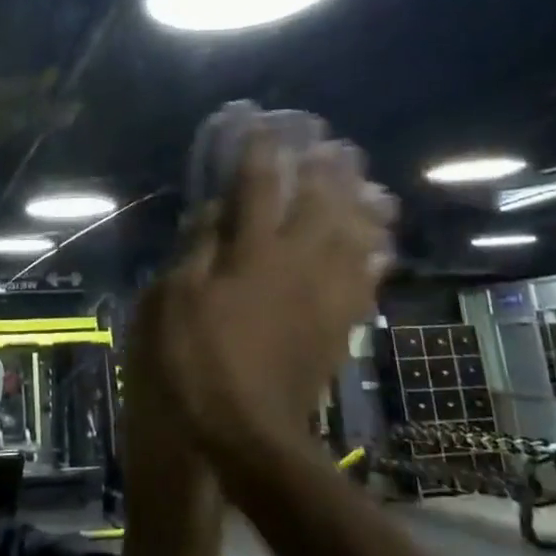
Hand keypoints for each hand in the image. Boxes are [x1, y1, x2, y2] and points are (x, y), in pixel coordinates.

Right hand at [150, 133, 395, 456]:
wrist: (250, 430)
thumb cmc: (200, 361)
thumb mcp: (176, 301)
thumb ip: (197, 249)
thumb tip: (213, 210)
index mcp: (253, 252)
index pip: (259, 187)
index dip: (260, 151)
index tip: (261, 124)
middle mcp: (297, 262)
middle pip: (321, 202)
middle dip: (327, 167)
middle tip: (332, 142)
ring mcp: (325, 293)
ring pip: (355, 235)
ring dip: (362, 203)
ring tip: (368, 181)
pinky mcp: (339, 323)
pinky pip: (367, 279)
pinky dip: (376, 255)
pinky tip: (380, 244)